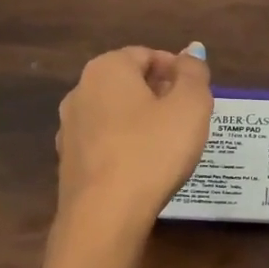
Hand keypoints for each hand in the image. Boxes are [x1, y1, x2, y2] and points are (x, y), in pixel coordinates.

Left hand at [33, 41, 211, 267]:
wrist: (105, 215)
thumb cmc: (153, 151)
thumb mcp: (190, 106)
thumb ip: (194, 74)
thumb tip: (191, 52)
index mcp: (107, 68)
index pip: (146, 55)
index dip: (177, 70)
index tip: (198, 95)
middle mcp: (80, 91)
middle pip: (128, 83)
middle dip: (159, 95)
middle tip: (189, 119)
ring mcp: (69, 128)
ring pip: (115, 115)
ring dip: (141, 122)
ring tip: (169, 146)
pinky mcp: (70, 162)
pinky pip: (105, 144)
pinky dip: (125, 147)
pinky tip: (144, 168)